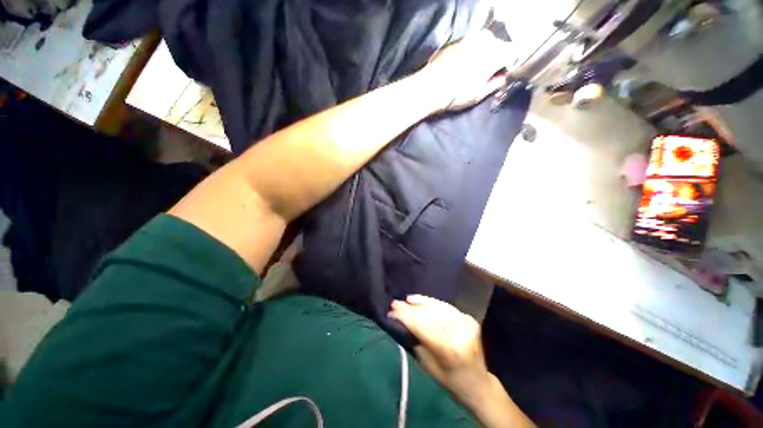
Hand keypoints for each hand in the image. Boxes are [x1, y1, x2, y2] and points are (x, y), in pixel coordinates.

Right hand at [388, 295, 490, 402]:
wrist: (478, 383)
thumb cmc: (449, 380)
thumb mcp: (427, 365)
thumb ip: (415, 340)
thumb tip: (400, 320)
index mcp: (450, 349)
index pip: (422, 326)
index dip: (405, 317)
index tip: (391, 311)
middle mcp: (460, 331)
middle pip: (429, 315)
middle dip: (409, 309)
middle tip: (394, 304)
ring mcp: (465, 322)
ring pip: (436, 307)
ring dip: (419, 303)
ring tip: (405, 300)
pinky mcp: (467, 317)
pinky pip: (444, 307)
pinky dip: (430, 303)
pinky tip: (419, 300)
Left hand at [415, 30, 514, 111]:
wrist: (430, 87)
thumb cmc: (456, 94)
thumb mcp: (478, 95)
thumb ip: (496, 83)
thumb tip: (504, 77)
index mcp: (496, 53)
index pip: (513, 53)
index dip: (510, 64)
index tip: (503, 74)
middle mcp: (485, 40)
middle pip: (500, 45)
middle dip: (497, 57)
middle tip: (487, 74)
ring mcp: (470, 38)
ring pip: (485, 43)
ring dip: (483, 54)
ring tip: (474, 71)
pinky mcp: (457, 41)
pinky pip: (471, 44)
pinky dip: (471, 53)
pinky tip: (462, 66)